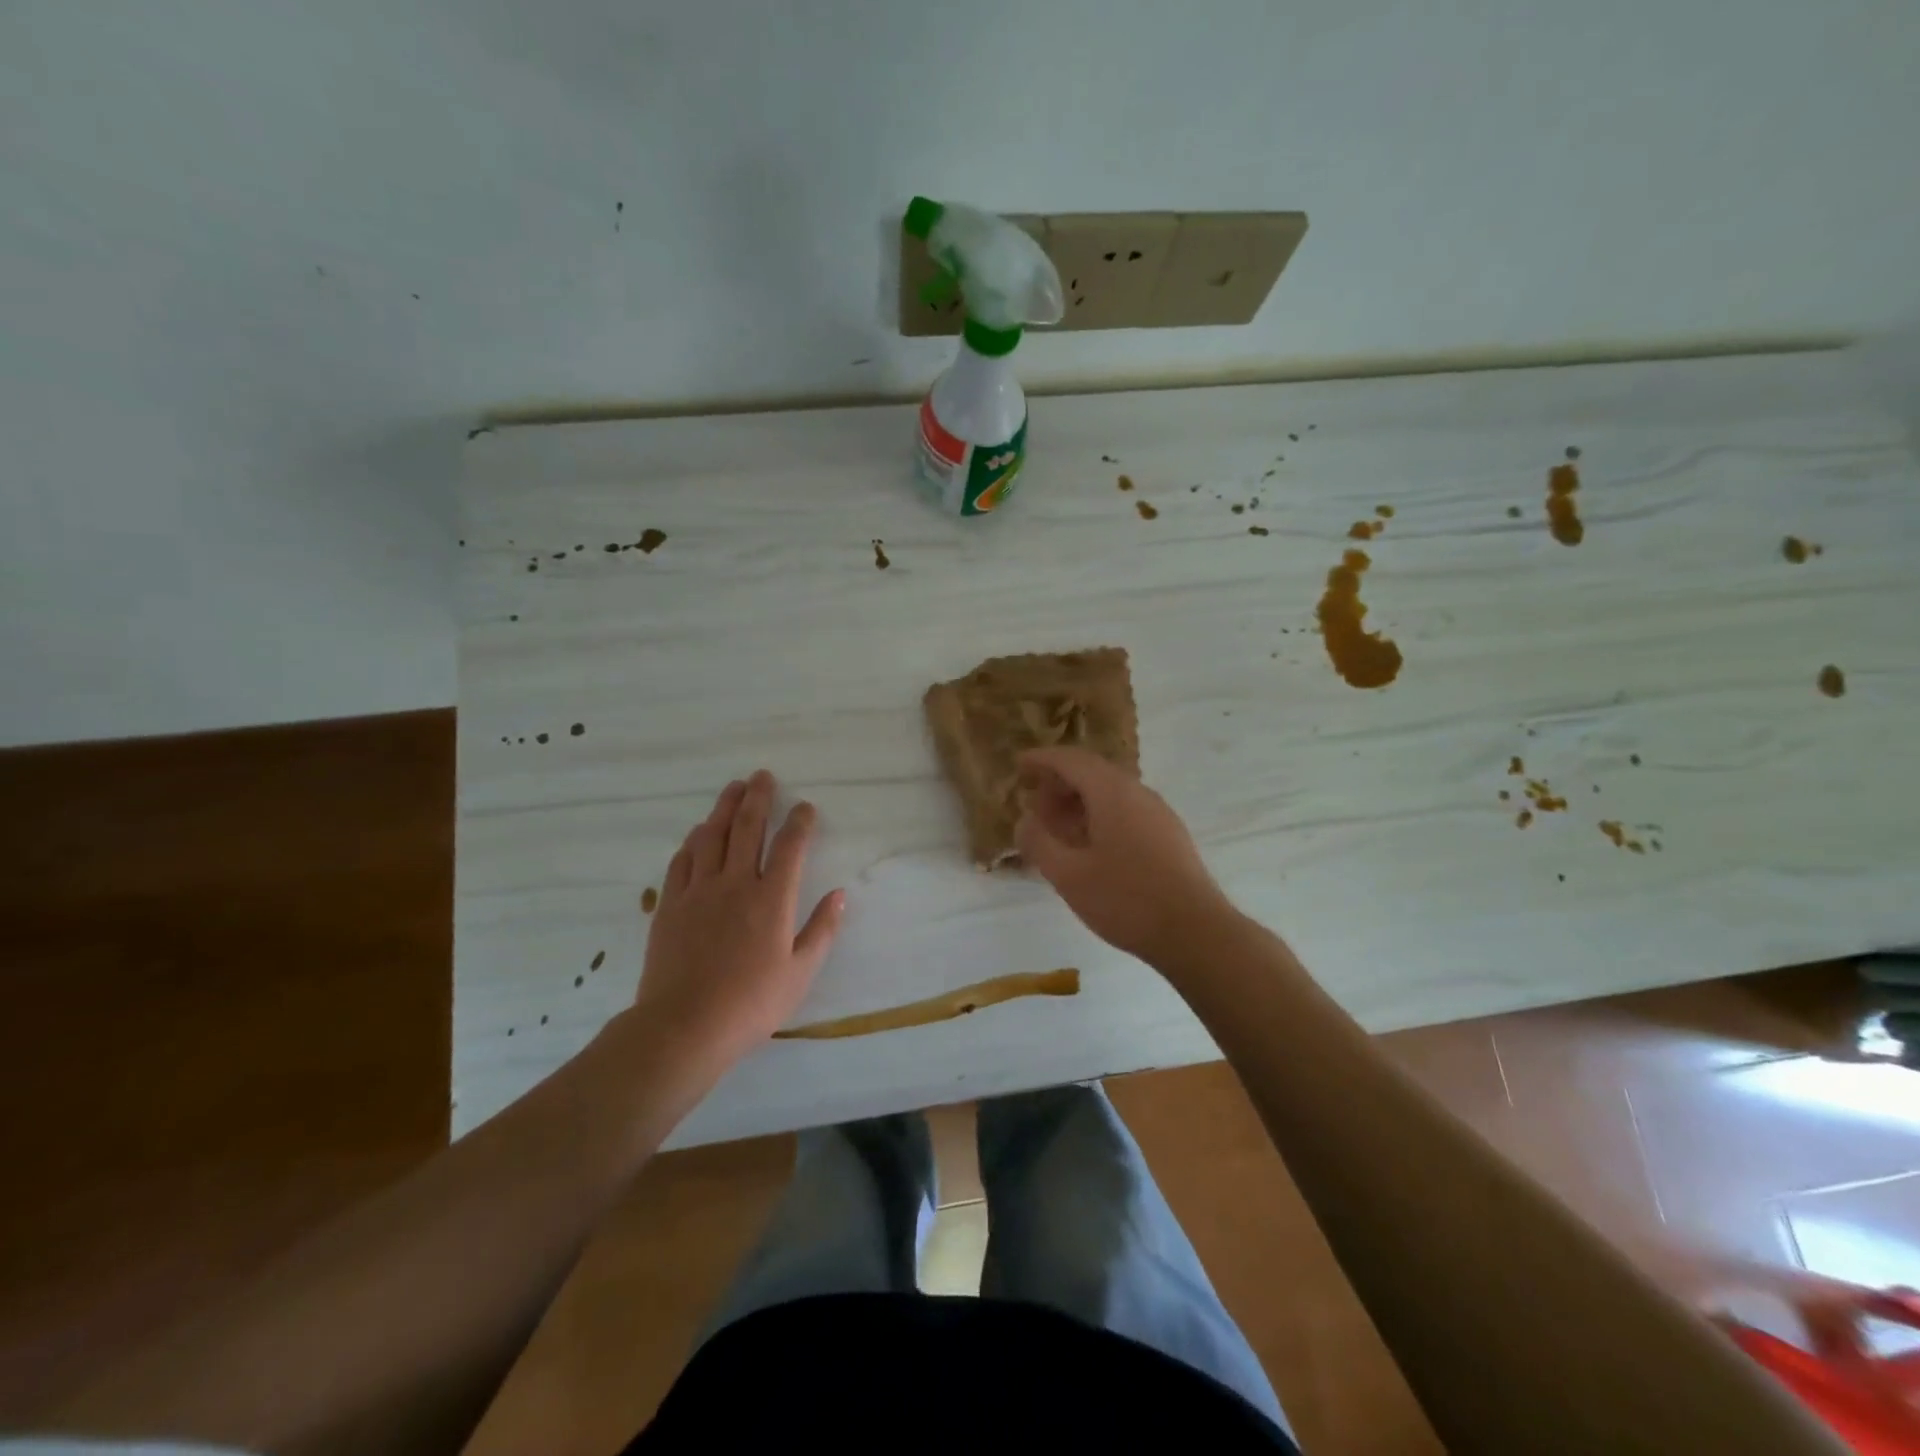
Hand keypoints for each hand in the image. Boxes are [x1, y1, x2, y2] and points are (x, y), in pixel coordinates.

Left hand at [636, 770, 844, 1074]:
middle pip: (748, 827)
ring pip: (712, 836)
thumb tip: (839, 895)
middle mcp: (736, 883)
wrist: (685, 1025)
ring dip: (724, 808)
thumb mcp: (801, 973)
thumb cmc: (751, 1003)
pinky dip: (693, 841)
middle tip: (762, 776)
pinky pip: (682, 860)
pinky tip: (698, 833)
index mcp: (772, 898)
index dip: (800, 822)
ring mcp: (699, 890)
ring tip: (732, 789)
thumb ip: (822, 930)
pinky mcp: (670, 904)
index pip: (790, 846)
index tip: (805, 807)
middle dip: (758, 797)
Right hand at [1015, 747, 1234, 965]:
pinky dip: (1099, 816)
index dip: (1042, 759)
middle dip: (1059, 783)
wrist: (1196, 932)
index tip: (1019, 765)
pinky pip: (1126, 811)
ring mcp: (1158, 813)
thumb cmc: (1126, 900)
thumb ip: (1039, 843)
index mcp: (1112, 793)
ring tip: (1057, 830)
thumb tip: (1024, 821)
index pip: (1071, 760)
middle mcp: (1137, 793)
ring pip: (1111, 793)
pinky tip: (1089, 848)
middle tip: (1034, 806)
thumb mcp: (1069, 876)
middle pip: (1092, 773)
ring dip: (1079, 802)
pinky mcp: (1169, 835)